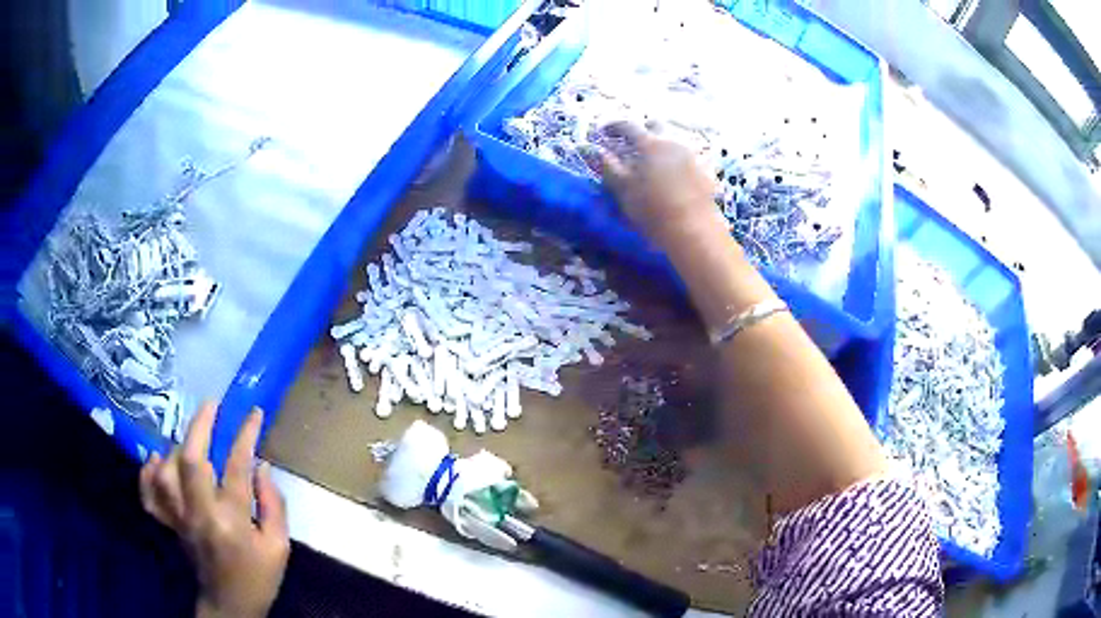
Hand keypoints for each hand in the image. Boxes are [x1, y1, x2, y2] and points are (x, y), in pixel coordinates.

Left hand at [140, 403, 288, 617]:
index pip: (237, 467)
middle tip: (212, 405)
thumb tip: (262, 466)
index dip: (245, 434)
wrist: (230, 605)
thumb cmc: (258, 578)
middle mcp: (199, 514)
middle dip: (201, 426)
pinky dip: (147, 473)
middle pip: (192, 461)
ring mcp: (179, 518)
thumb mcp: (279, 547)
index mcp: (232, 521)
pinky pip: (149, 495)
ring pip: (167, 471)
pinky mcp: (168, 523)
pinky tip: (155, 459)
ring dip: (178, 447)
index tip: (253, 412)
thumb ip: (273, 505)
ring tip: (191, 438)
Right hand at [591, 122, 725, 249]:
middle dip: (642, 130)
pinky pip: (689, 156)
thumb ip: (608, 166)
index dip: (613, 126)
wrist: (694, 230)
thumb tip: (593, 149)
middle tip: (632, 143)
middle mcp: (673, 141)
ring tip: (654, 159)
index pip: (627, 126)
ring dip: (662, 143)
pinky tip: (675, 174)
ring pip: (674, 139)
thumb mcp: (623, 189)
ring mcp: (693, 154)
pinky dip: (678, 159)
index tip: (603, 132)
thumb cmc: (653, 210)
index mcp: (650, 143)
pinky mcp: (706, 170)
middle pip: (656, 126)